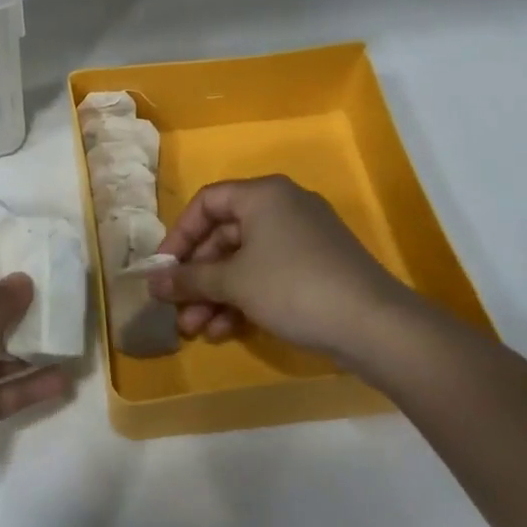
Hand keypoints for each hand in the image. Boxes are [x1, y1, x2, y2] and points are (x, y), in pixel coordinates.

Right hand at [148, 176, 425, 372]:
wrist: (374, 325)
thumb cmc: (293, 287)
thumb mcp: (233, 282)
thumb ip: (189, 279)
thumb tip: (152, 283)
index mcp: (263, 195)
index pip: (206, 203)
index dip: (178, 236)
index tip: (162, 270)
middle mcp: (283, 208)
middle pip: (224, 235)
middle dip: (197, 276)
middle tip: (176, 308)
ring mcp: (303, 239)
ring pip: (244, 261)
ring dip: (216, 294)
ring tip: (196, 329)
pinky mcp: (316, 268)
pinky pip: (267, 275)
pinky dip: (244, 299)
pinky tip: (226, 331)